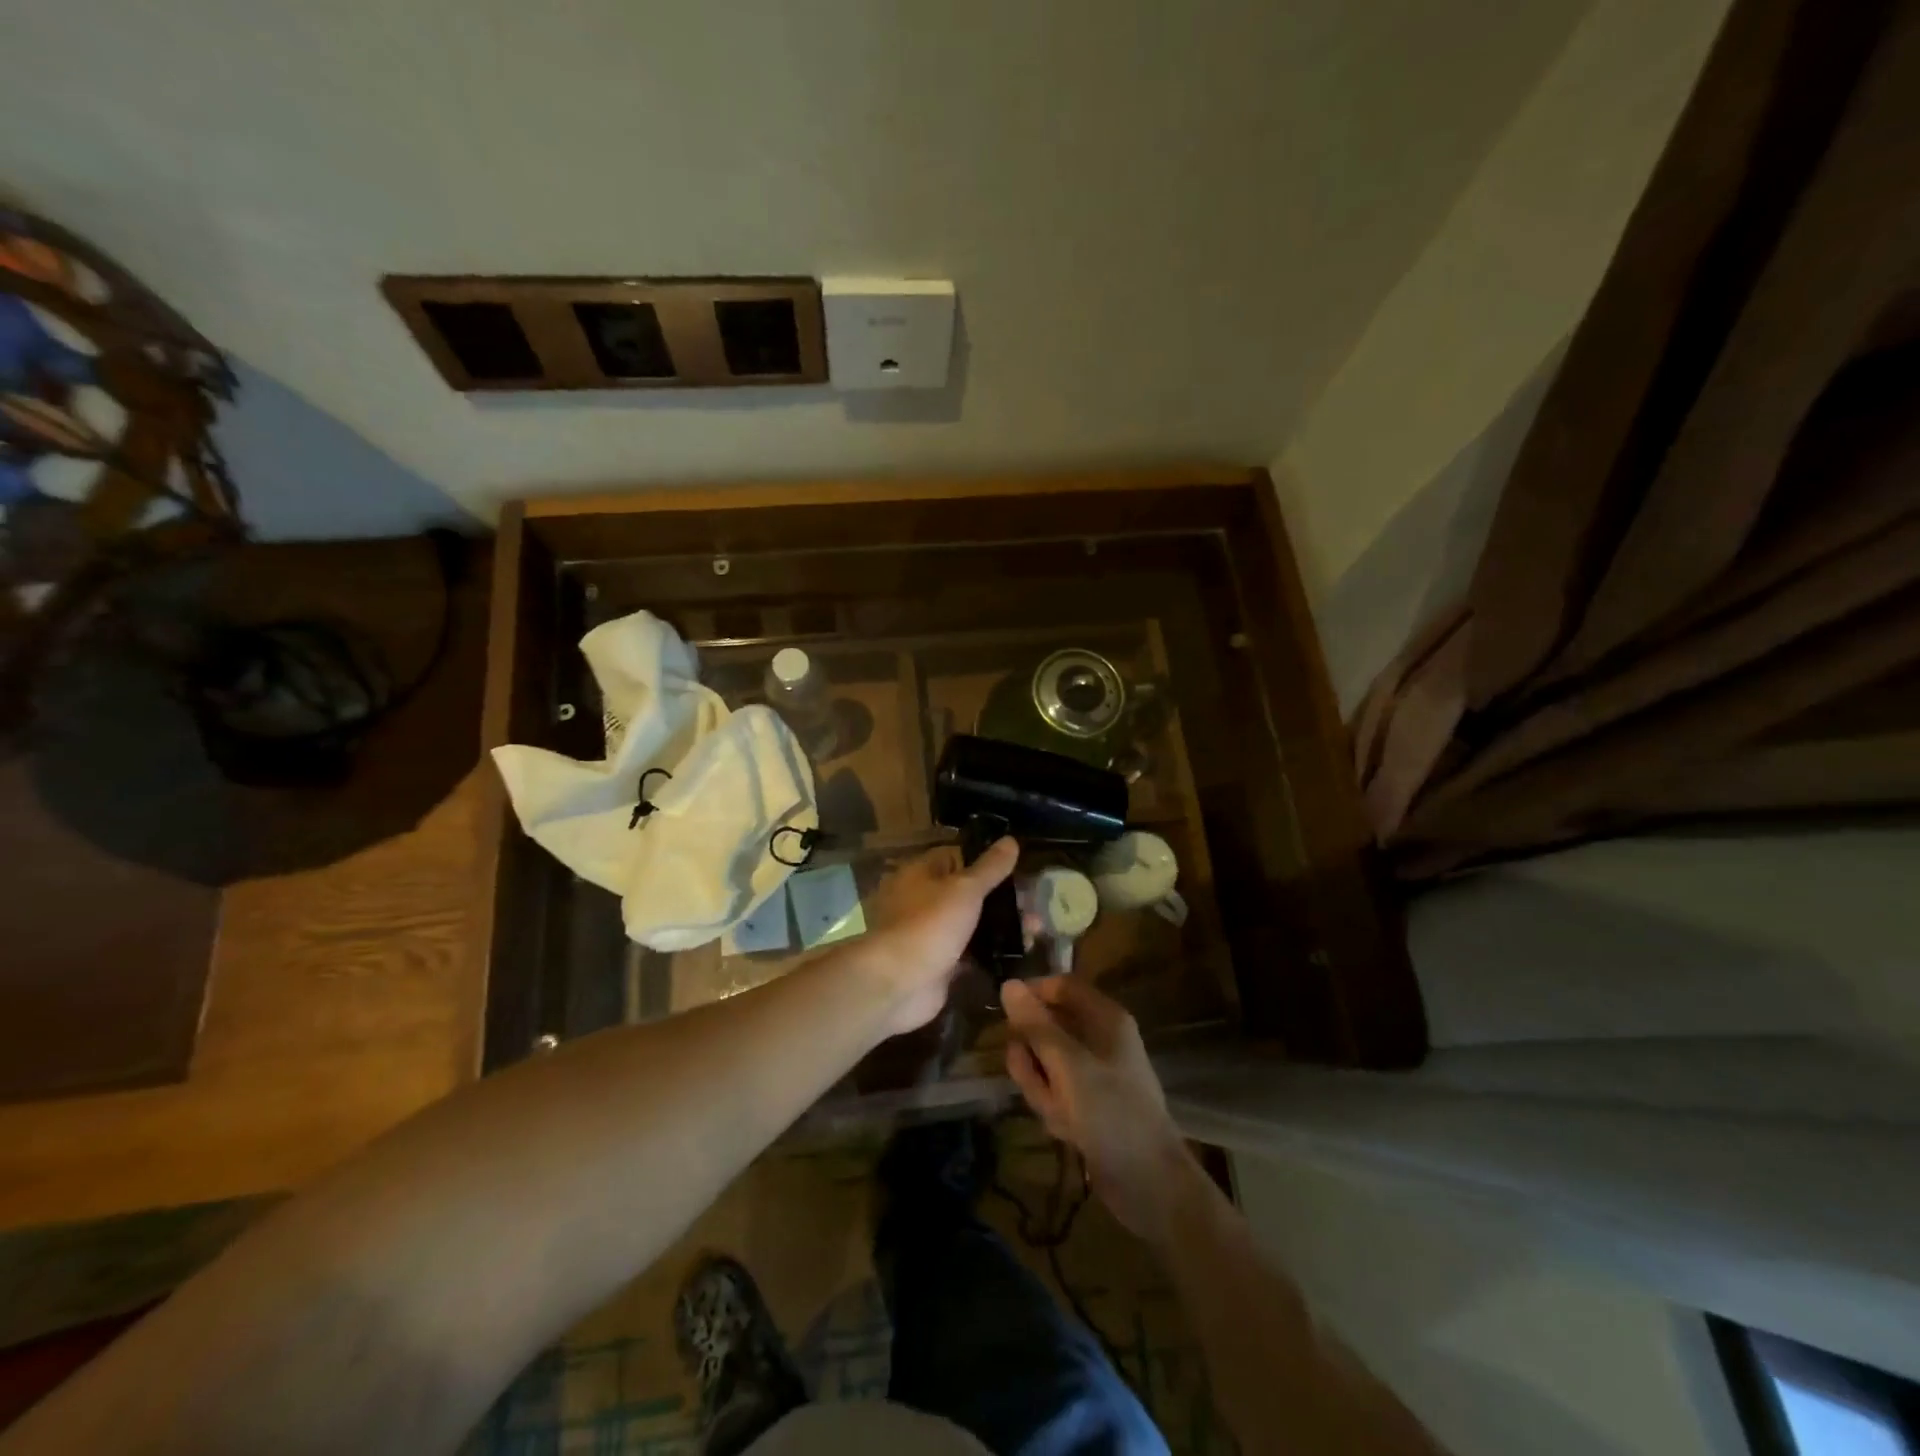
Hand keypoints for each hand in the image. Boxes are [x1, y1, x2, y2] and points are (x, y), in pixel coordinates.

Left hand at [862, 837, 1019, 1035]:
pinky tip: (1020, 955)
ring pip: (971, 924)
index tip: (1018, 869)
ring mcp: (931, 933)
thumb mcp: (965, 889)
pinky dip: (990, 954)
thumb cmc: (930, 924)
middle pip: (967, 892)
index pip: (957, 857)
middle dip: (1001, 899)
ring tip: (1035, 932)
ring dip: (1000, 928)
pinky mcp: (939, 964)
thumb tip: (1010, 839)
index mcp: (921, 873)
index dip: (986, 861)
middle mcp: (922, 900)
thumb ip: (989, 867)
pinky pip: (970, 954)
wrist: (899, 984)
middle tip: (1034, 906)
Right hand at [1002, 976, 1195, 1244]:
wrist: (1149, 1185)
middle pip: (1048, 1026)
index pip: (1060, 986)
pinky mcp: (1087, 1102)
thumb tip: (1007, 984)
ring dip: (1040, 1085)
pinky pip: (1055, 1090)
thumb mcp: (1068, 1065)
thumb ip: (1036, 1025)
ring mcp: (1093, 1072)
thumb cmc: (1112, 1113)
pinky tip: (1065, 1130)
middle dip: (1033, 1054)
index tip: (1004, 1014)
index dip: (1032, 995)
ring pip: (1046, 1062)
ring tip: (1056, 1111)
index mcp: (1105, 1018)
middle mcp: (1099, 1039)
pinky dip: (1052, 1107)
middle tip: (1033, 1076)